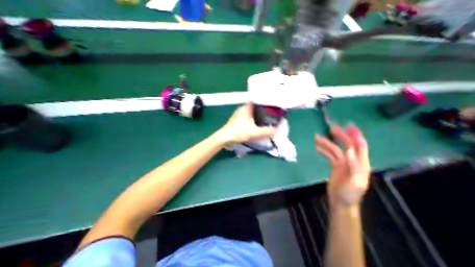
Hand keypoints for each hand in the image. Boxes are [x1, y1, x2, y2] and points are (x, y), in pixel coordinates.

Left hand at [218, 102, 276, 144]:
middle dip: (262, 109)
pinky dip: (251, 119)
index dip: (264, 102)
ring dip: (256, 115)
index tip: (271, 105)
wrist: (224, 138)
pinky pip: (246, 117)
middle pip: (254, 106)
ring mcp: (238, 114)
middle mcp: (242, 109)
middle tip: (270, 113)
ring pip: (249, 112)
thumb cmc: (239, 132)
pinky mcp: (236, 120)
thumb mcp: (254, 132)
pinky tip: (255, 124)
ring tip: (264, 118)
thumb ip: (266, 131)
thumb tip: (277, 130)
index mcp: (246, 108)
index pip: (257, 100)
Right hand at [315, 125, 369, 205]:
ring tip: (316, 137)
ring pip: (336, 149)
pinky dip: (324, 150)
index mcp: (361, 164)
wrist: (342, 202)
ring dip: (327, 143)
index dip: (355, 135)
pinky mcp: (337, 166)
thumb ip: (353, 166)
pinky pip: (330, 155)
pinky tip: (317, 147)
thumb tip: (349, 151)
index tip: (348, 126)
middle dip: (340, 135)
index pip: (360, 146)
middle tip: (331, 128)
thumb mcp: (353, 182)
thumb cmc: (349, 194)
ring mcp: (344, 163)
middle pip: (348, 145)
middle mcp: (353, 161)